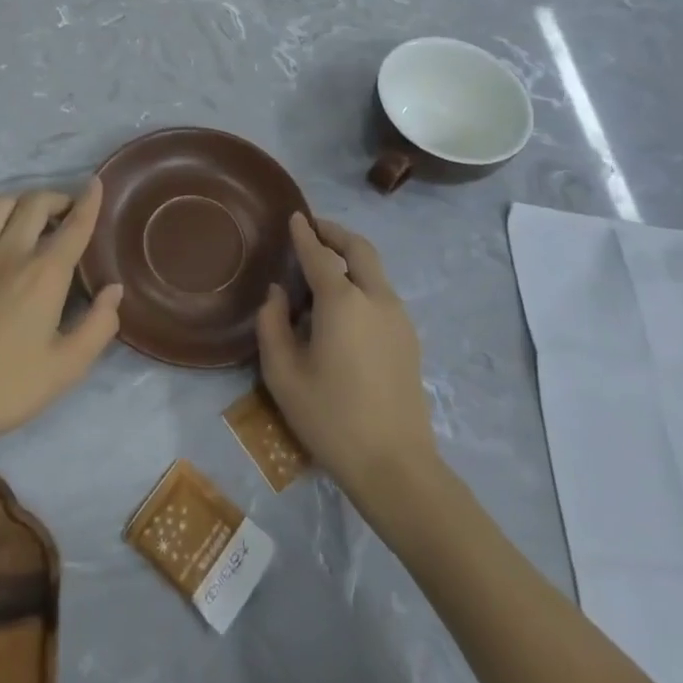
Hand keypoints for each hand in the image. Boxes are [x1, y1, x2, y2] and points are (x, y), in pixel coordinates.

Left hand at [0, 181, 122, 453]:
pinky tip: (10, 246)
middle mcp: (12, 252)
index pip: (74, 225)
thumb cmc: (6, 386)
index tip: (97, 183)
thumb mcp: (66, 367)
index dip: (89, 201)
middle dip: (59, 198)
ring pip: (3, 204)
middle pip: (36, 202)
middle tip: (72, 215)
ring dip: (26, 202)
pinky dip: (4, 219)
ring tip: (39, 222)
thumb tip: (113, 290)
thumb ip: (99, 325)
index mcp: (44, 274)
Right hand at [257, 213, 436, 498]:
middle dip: (335, 233)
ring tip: (325, 264)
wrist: (396, 466)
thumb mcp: (283, 374)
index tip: (295, 216)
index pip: (319, 254)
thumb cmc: (330, 418)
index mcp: (342, 301)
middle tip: (314, 228)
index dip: (304, 233)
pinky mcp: (409, 339)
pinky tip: (345, 303)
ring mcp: (398, 318)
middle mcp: (375, 298)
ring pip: (375, 269)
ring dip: (351, 255)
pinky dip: (362, 279)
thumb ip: (272, 324)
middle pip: (359, 248)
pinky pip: (382, 292)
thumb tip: (277, 294)